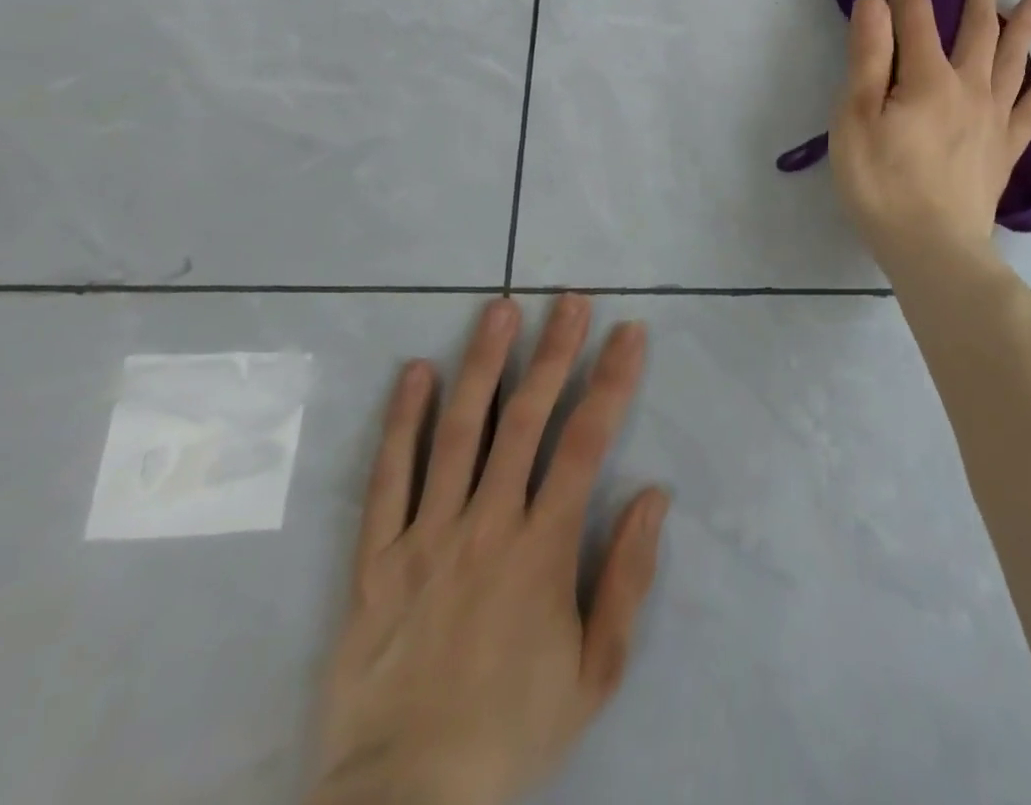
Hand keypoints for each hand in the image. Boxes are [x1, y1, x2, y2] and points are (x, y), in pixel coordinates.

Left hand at [309, 294, 667, 804]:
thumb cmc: (513, 731)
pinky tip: (414, 372)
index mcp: (543, 548)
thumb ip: (628, 577)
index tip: (629, 332)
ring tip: (500, 310)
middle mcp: (487, 525)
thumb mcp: (596, 670)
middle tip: (569, 299)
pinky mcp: (375, 560)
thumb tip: (654, 495)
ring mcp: (426, 537)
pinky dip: (402, 422)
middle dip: (554, 352)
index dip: (613, 380)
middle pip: (526, 419)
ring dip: (483, 364)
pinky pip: (387, 480)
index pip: (587, 441)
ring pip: (458, 432)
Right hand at [829, 0, 1030, 279]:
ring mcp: (992, 120)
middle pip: (978, 30)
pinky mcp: (1004, 151)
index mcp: (927, 78)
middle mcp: (968, 88)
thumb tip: (877, 3)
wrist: (933, 250)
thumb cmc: (882, 186)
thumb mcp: (855, 120)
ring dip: (1024, 27)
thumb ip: (868, 59)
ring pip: (1014, 61)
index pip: (914, 11)